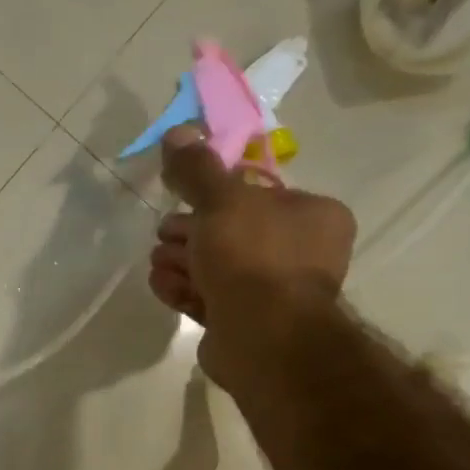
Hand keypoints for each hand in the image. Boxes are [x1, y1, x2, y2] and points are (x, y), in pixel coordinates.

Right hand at [148, 123, 355, 382]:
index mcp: (312, 217)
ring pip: (217, 268)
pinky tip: (162, 286)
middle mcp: (300, 254)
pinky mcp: (246, 326)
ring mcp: (274, 294)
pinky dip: (184, 290)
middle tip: (163, 234)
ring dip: (182, 262)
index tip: (181, 200)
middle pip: (232, 233)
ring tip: (157, 263)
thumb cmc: (252, 258)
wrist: (263, 338)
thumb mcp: (221, 201)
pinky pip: (210, 299)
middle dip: (190, 233)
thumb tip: (177, 132)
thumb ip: (198, 169)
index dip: (213, 197)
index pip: (256, 196)